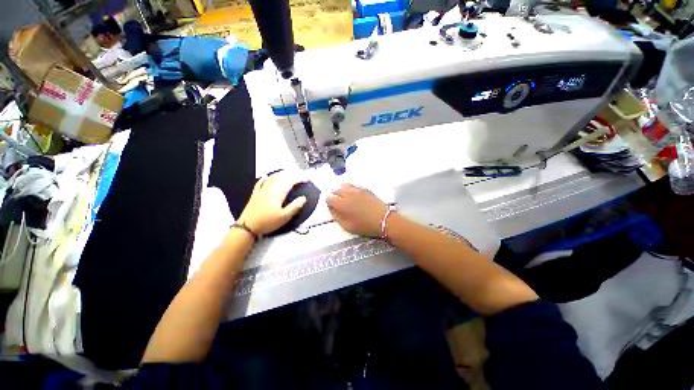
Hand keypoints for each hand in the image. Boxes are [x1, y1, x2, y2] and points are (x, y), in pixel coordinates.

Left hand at [238, 172, 306, 235]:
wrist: (247, 227)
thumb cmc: (267, 222)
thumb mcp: (284, 217)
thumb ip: (295, 206)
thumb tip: (303, 198)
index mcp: (278, 193)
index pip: (290, 182)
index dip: (299, 179)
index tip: (306, 180)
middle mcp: (270, 189)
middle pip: (281, 178)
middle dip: (290, 175)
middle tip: (298, 175)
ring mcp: (261, 191)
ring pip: (271, 178)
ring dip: (280, 174)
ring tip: (286, 173)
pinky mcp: (255, 195)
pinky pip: (260, 183)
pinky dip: (264, 179)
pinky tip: (266, 176)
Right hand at [326, 184, 387, 236]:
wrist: (383, 219)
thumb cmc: (364, 225)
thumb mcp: (347, 226)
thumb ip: (337, 217)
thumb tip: (331, 209)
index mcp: (342, 204)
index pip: (329, 198)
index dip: (328, 201)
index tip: (329, 205)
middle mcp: (348, 194)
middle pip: (336, 190)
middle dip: (333, 194)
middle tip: (335, 200)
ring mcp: (357, 190)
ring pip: (344, 185)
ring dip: (341, 189)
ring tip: (341, 194)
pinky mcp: (365, 189)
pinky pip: (354, 185)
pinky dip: (349, 187)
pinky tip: (351, 190)